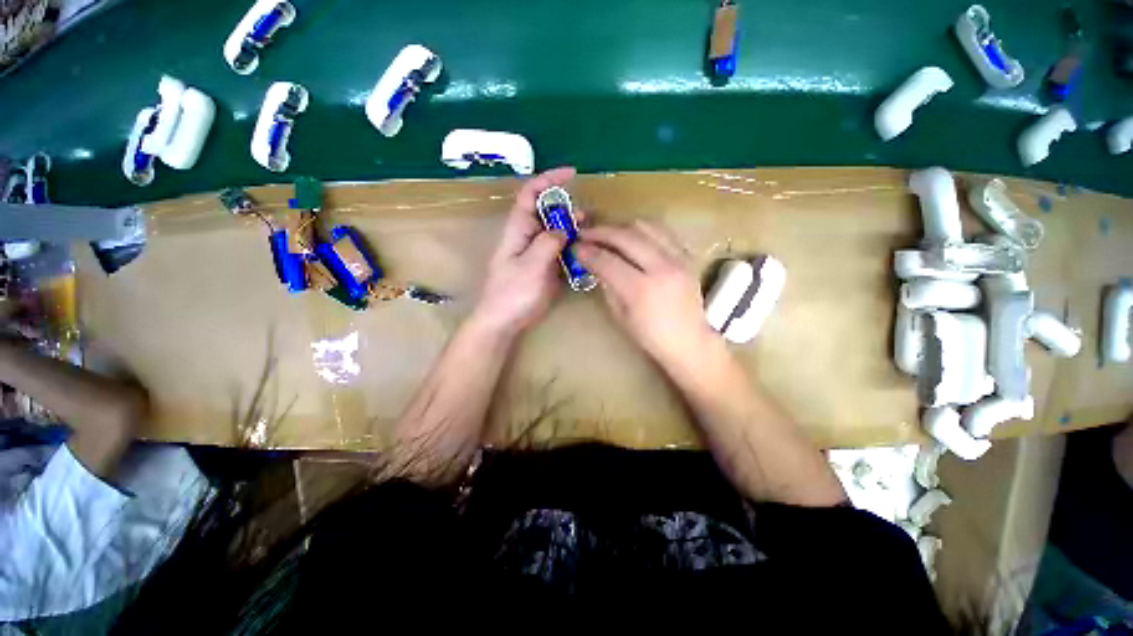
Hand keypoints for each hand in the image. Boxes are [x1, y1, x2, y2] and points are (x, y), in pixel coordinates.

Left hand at [472, 167, 575, 335]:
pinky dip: (573, 249)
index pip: (530, 194)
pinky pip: (562, 250)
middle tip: (586, 219)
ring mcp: (538, 252)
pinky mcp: (546, 267)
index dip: (548, 179)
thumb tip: (564, 228)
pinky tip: (585, 255)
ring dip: (573, 231)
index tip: (572, 174)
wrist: (505, 321)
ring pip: (557, 232)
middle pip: (548, 212)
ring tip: (588, 237)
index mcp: (519, 229)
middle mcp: (528, 236)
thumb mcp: (531, 266)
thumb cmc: (512, 292)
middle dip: (567, 210)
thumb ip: (548, 243)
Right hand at [576, 221, 718, 367]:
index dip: (587, 252)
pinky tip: (633, 238)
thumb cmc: (650, 336)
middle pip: (625, 237)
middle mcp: (661, 267)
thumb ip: (607, 285)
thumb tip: (594, 264)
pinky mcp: (687, 256)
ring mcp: (677, 259)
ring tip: (608, 234)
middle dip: (600, 232)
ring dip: (621, 227)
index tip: (575, 247)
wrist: (689, 341)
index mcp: (641, 289)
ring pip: (645, 226)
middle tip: (585, 234)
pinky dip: (643, 231)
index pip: (607, 261)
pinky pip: (662, 232)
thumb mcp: (621, 315)